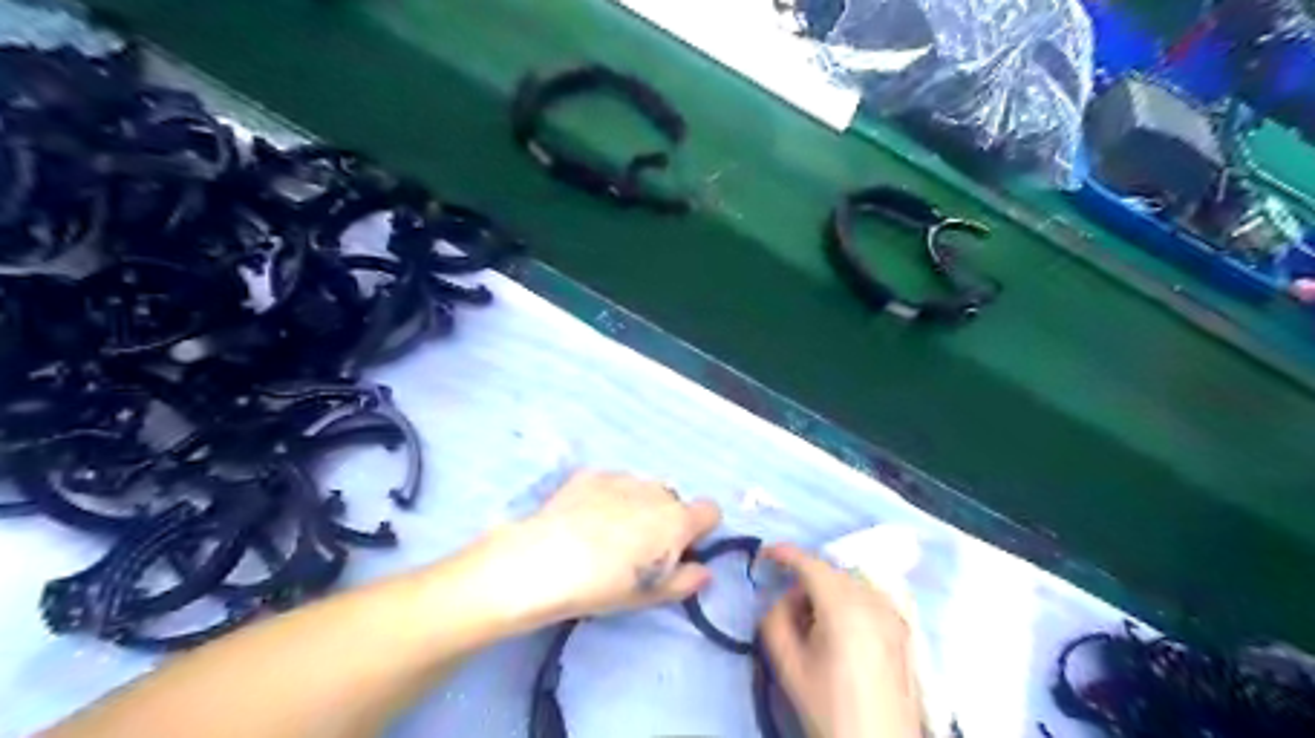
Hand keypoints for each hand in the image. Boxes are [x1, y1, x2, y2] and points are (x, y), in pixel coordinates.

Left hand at [469, 473, 718, 628]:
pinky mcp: (592, 474)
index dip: (700, 530)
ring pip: (641, 490)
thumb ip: (686, 581)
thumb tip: (704, 570)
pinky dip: (605, 498)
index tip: (681, 550)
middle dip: (663, 520)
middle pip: (673, 501)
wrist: (546, 560)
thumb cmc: (606, 585)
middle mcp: (656, 491)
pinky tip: (583, 519)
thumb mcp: (651, 595)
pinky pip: (611, 483)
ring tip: (605, 534)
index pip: (711, 511)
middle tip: (637, 548)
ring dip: (635, 506)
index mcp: (678, 520)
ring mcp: (623, 478)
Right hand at [763, 542, 922, 737]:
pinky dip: (847, 603)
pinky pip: (868, 599)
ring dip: (827, 592)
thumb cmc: (830, 707)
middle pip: (831, 573)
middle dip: (805, 581)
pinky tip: (838, 635)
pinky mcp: (903, 630)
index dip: (785, 553)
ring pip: (850, 584)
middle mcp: (874, 602)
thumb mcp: (789, 666)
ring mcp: (893, 614)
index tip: (764, 553)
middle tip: (788, 611)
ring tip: (813, 628)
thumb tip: (783, 601)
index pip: (811, 564)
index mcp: (845, 607)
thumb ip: (775, 620)